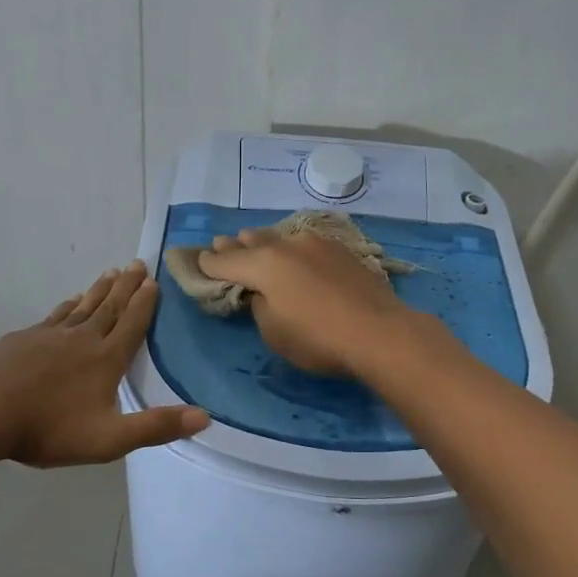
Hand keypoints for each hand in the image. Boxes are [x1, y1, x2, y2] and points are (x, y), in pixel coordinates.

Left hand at [0, 261, 208, 466]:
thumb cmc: (48, 428)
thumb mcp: (109, 438)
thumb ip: (156, 427)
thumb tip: (205, 416)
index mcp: (106, 359)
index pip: (132, 324)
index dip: (145, 304)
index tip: (154, 281)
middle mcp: (82, 338)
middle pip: (110, 307)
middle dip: (127, 286)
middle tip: (138, 264)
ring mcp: (50, 335)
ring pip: (82, 306)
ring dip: (100, 289)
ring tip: (111, 273)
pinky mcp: (24, 339)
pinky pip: (55, 315)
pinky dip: (68, 305)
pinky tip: (69, 302)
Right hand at [196, 229, 417, 376]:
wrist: (379, 332)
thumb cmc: (318, 339)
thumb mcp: (273, 332)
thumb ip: (260, 305)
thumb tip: (264, 292)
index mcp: (263, 264)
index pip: (224, 261)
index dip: (208, 264)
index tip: (198, 262)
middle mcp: (286, 244)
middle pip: (252, 242)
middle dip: (235, 246)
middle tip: (222, 243)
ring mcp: (317, 243)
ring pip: (280, 237)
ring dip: (264, 242)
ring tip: (254, 241)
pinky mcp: (341, 250)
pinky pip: (305, 243)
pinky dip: (292, 248)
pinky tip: (295, 253)